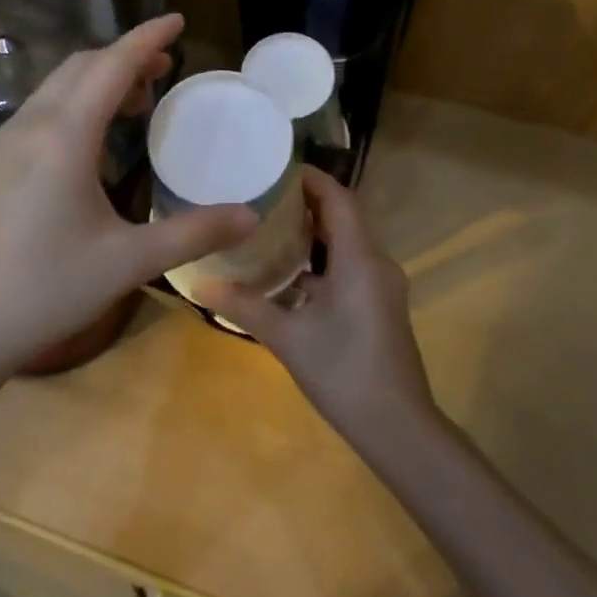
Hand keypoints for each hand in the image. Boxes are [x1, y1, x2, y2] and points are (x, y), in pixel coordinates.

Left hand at [0, 14, 256, 383]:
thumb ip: (194, 232)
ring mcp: (4, 144)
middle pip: (81, 67)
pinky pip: (42, 109)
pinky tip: (93, 139)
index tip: (177, 19)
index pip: (111, 66)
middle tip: (166, 67)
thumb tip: (251, 217)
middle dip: (125, 56)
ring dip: (99, 79)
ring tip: (138, 101)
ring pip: (57, 86)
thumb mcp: (129, 261)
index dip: (146, 38)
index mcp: (63, 137)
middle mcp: (30, 126)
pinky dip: (76, 101)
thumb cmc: (46, 290)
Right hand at [205, 168, 435, 447]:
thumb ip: (244, 305)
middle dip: (307, 202)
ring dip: (315, 231)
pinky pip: (352, 264)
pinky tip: (291, 272)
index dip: (310, 179)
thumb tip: (198, 283)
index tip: (275, 168)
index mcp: (359, 259)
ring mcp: (382, 285)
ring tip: (271, 225)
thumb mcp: (287, 337)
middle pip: (344, 216)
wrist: (398, 427)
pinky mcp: (381, 304)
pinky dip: (324, 258)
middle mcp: (376, 262)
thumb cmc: (343, 372)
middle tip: (263, 195)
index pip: (338, 199)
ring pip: (348, 242)